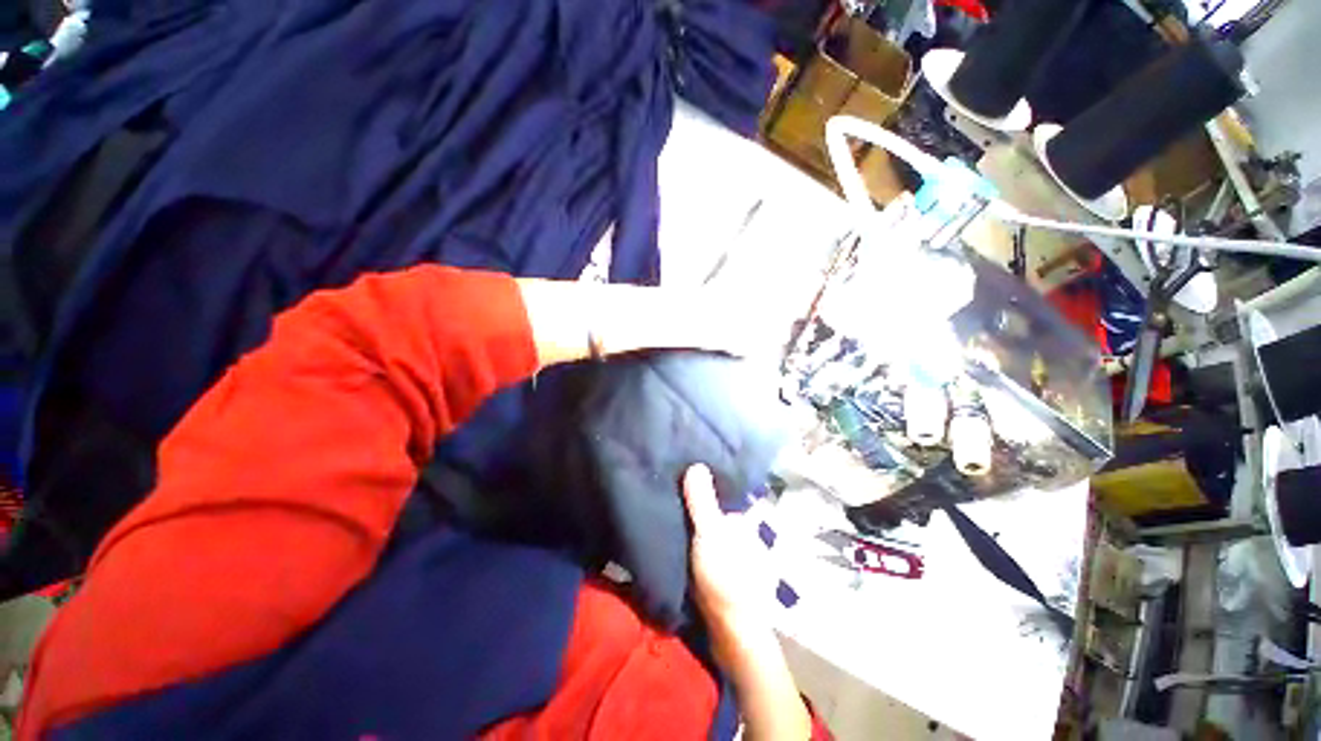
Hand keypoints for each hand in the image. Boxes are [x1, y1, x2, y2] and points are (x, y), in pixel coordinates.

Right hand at [683, 464, 775, 663]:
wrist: (728, 628)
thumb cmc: (725, 576)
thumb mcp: (710, 533)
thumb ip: (702, 501)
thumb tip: (696, 463)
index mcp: (740, 513)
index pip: (721, 483)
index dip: (703, 472)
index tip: (681, 459)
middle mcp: (735, 523)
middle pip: (710, 500)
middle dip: (692, 490)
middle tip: (665, 475)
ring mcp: (725, 541)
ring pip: (703, 518)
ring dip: (687, 509)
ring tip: (662, 493)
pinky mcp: (713, 557)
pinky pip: (697, 534)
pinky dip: (686, 527)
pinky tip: (669, 520)